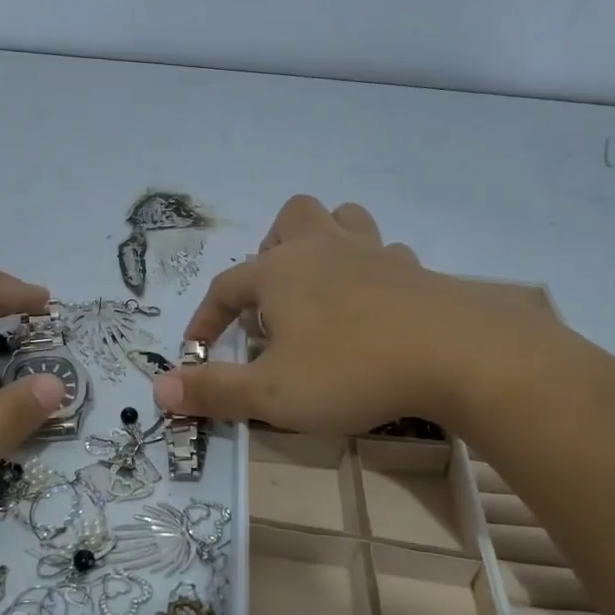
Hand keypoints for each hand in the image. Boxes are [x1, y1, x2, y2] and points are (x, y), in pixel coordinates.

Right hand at [152, 196, 557, 432]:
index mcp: (280, 272)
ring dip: (324, 245)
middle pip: (290, 220)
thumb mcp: (271, 394)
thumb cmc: (351, 370)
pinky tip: (374, 305)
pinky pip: (386, 253)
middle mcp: (323, 250)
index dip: (205, 320)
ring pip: (342, 220)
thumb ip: (213, 391)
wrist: (456, 354)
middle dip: (272, 252)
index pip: (225, 287)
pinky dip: (371, 270)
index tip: (197, 354)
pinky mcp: (415, 271)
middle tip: (273, 302)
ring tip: (320, 289)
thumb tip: (158, 389)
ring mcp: (374, 254)